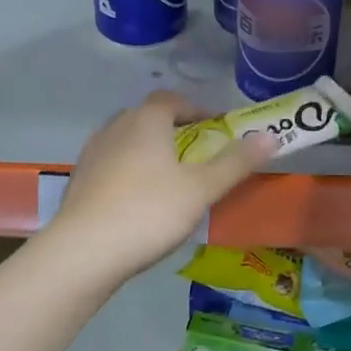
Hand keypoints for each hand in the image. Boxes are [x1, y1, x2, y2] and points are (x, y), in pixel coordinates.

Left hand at [49, 91, 276, 277]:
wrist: (83, 251)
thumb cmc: (149, 211)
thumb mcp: (201, 189)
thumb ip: (236, 162)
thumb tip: (272, 136)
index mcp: (146, 121)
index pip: (172, 99)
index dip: (196, 108)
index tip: (215, 127)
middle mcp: (116, 127)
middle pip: (148, 118)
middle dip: (173, 130)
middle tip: (196, 154)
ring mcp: (92, 153)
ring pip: (127, 141)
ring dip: (149, 151)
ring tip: (169, 179)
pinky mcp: (79, 180)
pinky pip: (111, 165)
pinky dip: (128, 172)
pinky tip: (138, 201)